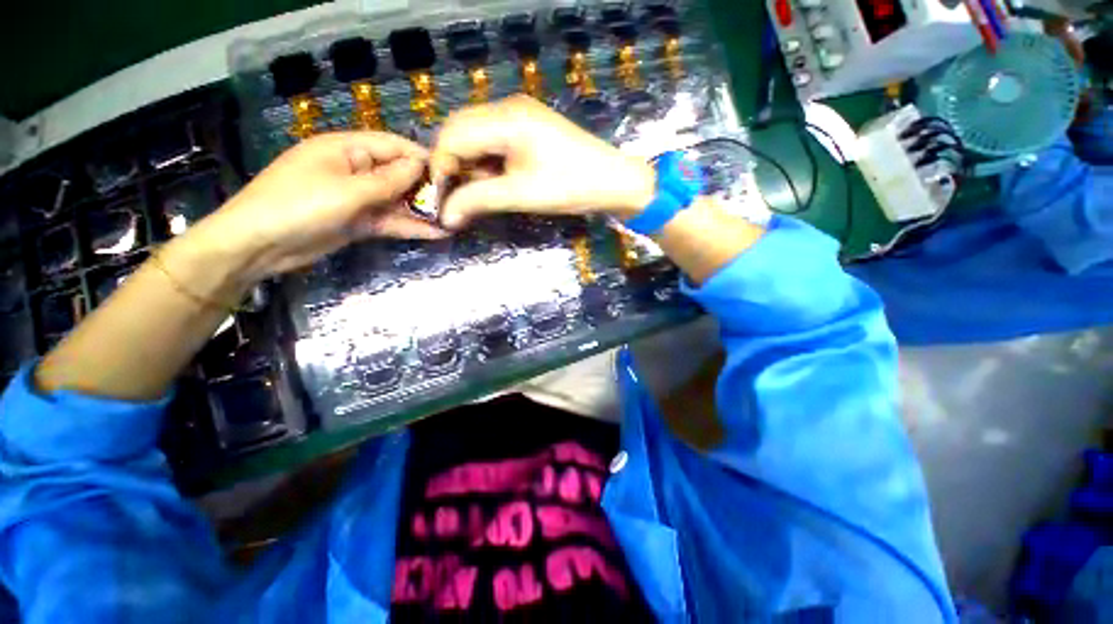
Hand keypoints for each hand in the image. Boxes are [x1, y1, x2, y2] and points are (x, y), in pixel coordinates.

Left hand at [195, 131, 445, 282]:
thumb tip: (420, 165)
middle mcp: (355, 170)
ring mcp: (357, 198)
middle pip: (398, 175)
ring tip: (453, 220)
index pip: (393, 146)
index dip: (422, 158)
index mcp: (346, 149)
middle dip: (426, 188)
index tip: (451, 173)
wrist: (259, 245)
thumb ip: (387, 180)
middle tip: (457, 202)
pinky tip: (436, 233)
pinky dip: (411, 227)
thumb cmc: (298, 206)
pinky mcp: (359, 222)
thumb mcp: (346, 190)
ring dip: (422, 211)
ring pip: (397, 201)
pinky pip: (390, 221)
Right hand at [430, 95, 655, 227]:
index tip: (441, 199)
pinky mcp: (529, 128)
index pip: (453, 135)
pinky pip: (494, 140)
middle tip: (458, 197)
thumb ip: (479, 200)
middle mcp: (508, 108)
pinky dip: (488, 162)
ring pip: (476, 136)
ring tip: (480, 193)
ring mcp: (520, 115)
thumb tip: (445, 216)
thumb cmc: (570, 187)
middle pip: (461, 130)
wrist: (613, 182)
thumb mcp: (521, 195)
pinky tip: (496, 182)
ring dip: (471, 165)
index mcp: (506, 119)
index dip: (440, 166)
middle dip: (453, 165)